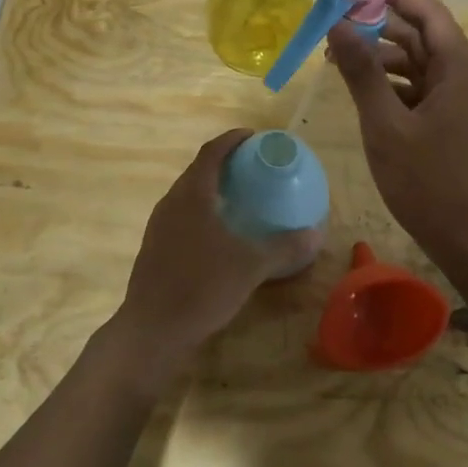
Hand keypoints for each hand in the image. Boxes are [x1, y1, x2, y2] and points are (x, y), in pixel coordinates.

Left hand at [110, 130, 286, 383]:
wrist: (152, 329)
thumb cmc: (202, 287)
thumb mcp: (250, 267)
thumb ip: (284, 247)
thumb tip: (315, 234)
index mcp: (192, 195)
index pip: (211, 152)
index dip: (232, 139)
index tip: (252, 136)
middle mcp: (172, 202)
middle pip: (197, 170)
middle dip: (223, 162)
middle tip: (251, 166)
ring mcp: (159, 225)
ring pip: (187, 193)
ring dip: (210, 187)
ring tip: (238, 195)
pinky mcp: (154, 246)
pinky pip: (181, 214)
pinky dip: (201, 210)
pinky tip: (218, 232)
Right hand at [326, 0, 467, 266]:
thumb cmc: (430, 182)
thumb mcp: (386, 125)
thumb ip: (363, 72)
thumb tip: (339, 23)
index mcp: (459, 67)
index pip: (427, 11)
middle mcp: (466, 76)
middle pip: (421, 35)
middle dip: (379, 26)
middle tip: (335, 23)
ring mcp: (462, 101)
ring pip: (419, 64)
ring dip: (382, 58)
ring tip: (338, 59)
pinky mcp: (455, 123)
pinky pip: (422, 90)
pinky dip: (393, 85)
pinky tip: (363, 92)